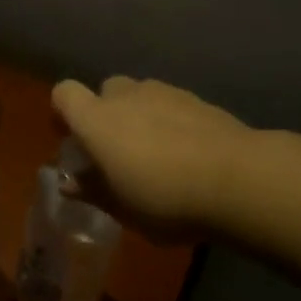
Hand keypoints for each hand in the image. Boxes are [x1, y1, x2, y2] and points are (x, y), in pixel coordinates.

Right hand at [51, 76, 253, 241]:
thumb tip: (69, 182)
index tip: (71, 140)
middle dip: (105, 114)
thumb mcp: (122, 209)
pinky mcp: (197, 99)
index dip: (62, 112)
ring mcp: (164, 92)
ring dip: (139, 115)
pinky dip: (169, 120)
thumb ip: (93, 191)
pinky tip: (186, 151)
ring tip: (156, 153)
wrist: (238, 179)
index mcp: (97, 120)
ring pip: (140, 95)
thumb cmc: (166, 199)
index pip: (64, 93)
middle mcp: (126, 96)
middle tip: (117, 150)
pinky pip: (170, 103)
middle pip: (105, 91)